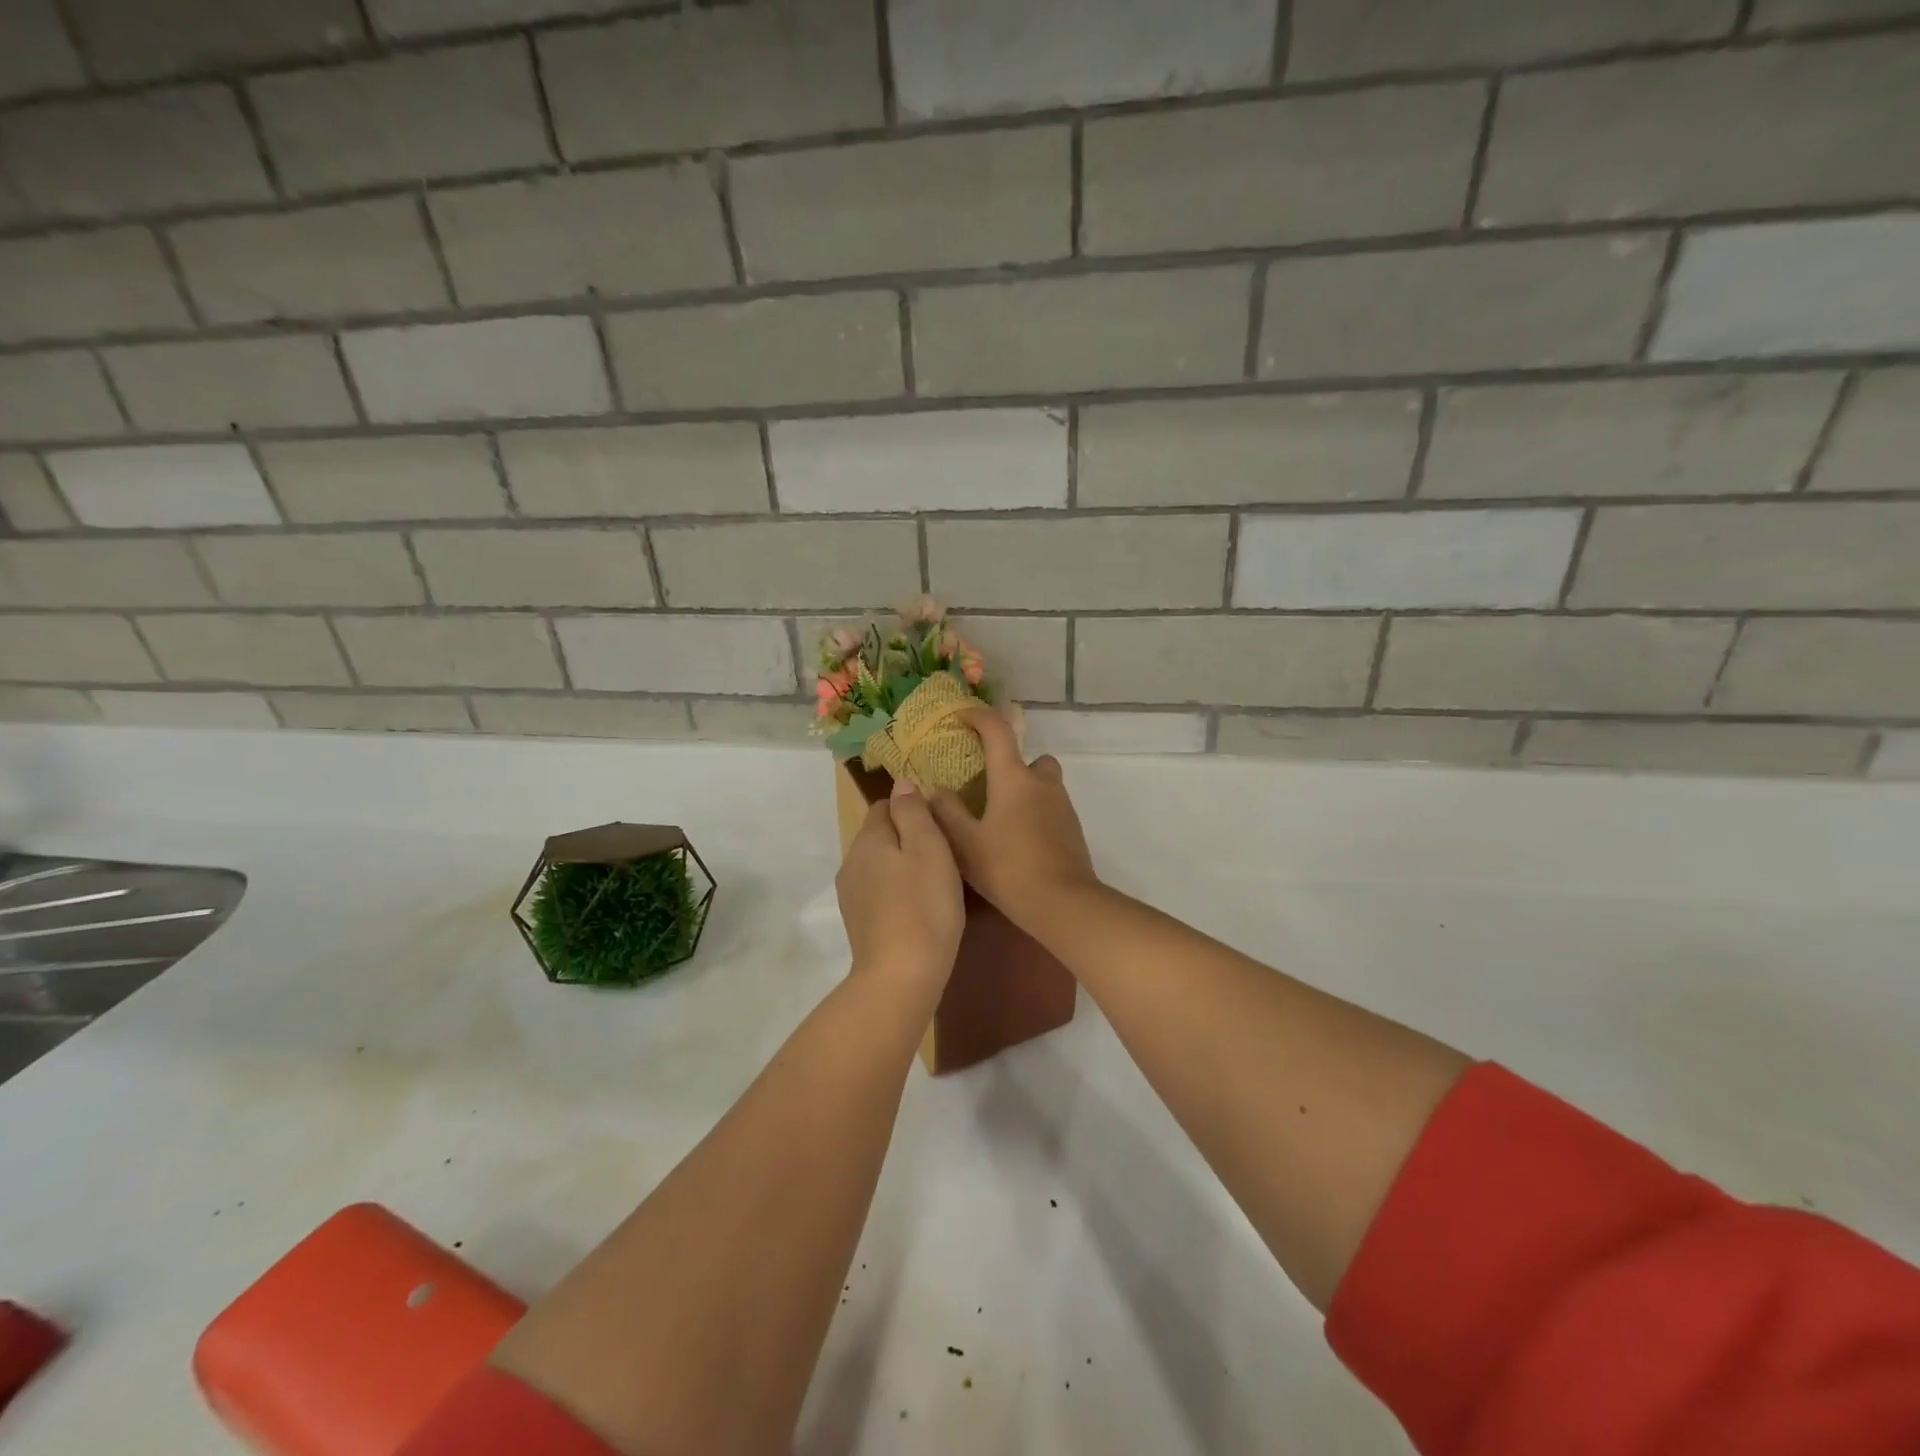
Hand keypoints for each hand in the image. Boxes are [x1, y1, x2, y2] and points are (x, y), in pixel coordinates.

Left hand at [836, 777, 964, 991]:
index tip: (940, 827)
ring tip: (934, 883)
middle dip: (907, 838)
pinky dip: (897, 892)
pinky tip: (919, 908)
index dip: (912, 809)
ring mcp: (851, 895)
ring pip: (879, 865)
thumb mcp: (928, 848)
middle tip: (944, 855)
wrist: (901, 976)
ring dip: (902, 867)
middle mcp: (851, 862)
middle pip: (880, 835)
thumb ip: (913, 811)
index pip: (884, 805)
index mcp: (868, 839)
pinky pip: (879, 892)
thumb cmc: (924, 906)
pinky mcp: (859, 922)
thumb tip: (901, 783)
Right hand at [929, 709, 1099, 933]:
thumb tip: (935, 791)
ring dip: (1025, 791)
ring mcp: (1062, 806)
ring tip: (1000, 819)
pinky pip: (1051, 808)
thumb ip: (947, 813)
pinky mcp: (1072, 829)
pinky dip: (1035, 814)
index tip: (961, 716)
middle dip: (1012, 764)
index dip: (978, 716)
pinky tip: (1018, 841)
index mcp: (1013, 778)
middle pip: (1031, 758)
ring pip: (1043, 784)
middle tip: (988, 787)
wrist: (1063, 903)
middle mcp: (1042, 784)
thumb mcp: (966, 844)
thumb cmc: (1009, 868)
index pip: (997, 731)